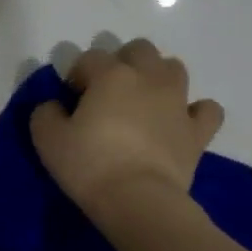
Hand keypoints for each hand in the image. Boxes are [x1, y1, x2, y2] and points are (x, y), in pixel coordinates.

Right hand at [30, 39, 223, 222]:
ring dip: (158, 77)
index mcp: (111, 75)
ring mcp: (178, 102)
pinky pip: (206, 109)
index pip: (90, 58)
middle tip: (108, 92)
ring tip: (143, 101)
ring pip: (174, 68)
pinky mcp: (198, 130)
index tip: (70, 98)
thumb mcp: (48, 140)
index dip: (77, 74)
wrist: (138, 200)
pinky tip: (181, 121)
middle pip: (139, 50)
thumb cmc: (89, 165)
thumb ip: (45, 114)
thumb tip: (53, 106)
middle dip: (122, 62)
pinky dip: (195, 111)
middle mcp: (148, 78)